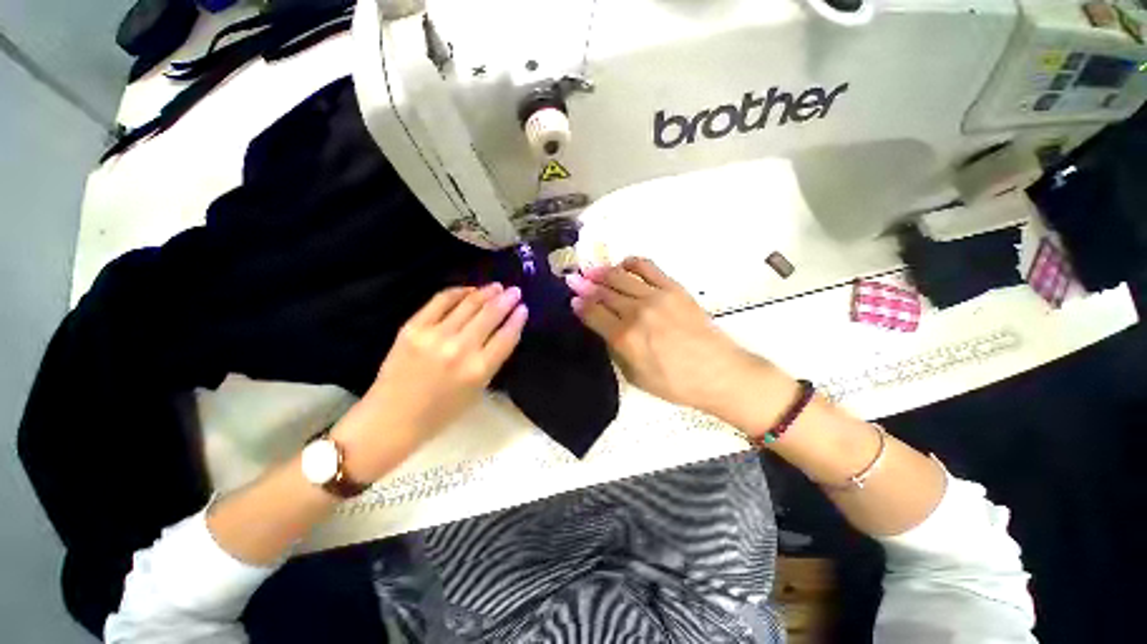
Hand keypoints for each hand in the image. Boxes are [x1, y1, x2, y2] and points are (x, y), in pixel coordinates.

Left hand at [332, 284, 527, 480]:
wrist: (390, 419)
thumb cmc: (440, 413)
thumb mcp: (477, 391)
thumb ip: (491, 361)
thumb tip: (502, 332)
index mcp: (478, 370)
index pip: (506, 337)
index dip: (517, 320)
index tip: (523, 309)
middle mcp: (460, 349)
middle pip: (490, 315)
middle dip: (507, 300)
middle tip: (515, 291)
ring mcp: (435, 335)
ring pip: (468, 304)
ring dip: (486, 292)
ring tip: (497, 286)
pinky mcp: (413, 327)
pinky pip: (441, 301)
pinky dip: (458, 292)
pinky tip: (469, 290)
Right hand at [566, 258, 791, 426]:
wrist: (719, 372)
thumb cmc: (675, 383)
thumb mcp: (635, 376)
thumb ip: (616, 349)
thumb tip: (603, 327)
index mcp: (624, 338)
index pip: (593, 313)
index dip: (579, 304)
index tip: (572, 299)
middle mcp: (636, 312)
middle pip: (603, 292)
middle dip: (585, 285)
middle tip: (574, 279)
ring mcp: (656, 297)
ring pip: (620, 276)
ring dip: (603, 272)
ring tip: (592, 271)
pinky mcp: (674, 288)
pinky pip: (647, 267)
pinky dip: (631, 263)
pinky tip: (623, 265)